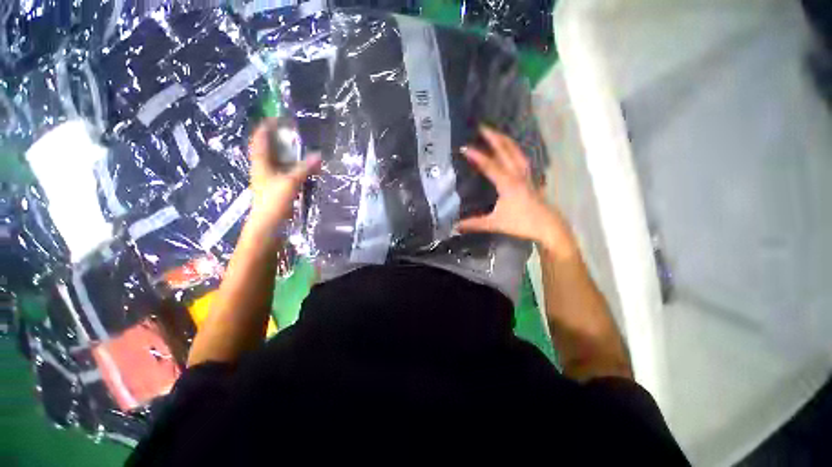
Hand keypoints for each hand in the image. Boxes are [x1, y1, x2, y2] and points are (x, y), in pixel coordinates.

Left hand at [248, 119, 320, 231]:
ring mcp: (268, 178)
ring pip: (277, 160)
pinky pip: (284, 172)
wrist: (268, 224)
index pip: (260, 137)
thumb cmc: (274, 200)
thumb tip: (319, 155)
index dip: (268, 125)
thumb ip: (305, 168)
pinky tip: (303, 168)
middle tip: (294, 133)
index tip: (281, 119)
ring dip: (288, 153)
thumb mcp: (291, 181)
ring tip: (301, 149)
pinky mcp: (276, 187)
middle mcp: (262, 167)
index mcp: (260, 162)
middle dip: (279, 138)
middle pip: (268, 147)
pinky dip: (293, 167)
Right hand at [457, 127, 577, 257]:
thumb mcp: (495, 224)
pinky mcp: (531, 179)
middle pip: (506, 151)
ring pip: (516, 152)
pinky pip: (522, 159)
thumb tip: (455, 226)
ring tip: (496, 133)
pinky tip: (512, 151)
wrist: (548, 227)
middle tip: (481, 127)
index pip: (490, 165)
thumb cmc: (521, 224)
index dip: (476, 156)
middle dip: (493, 138)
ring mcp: (526, 175)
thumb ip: (474, 224)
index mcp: (508, 183)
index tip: (464, 147)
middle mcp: (518, 175)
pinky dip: (515, 150)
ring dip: (505, 141)